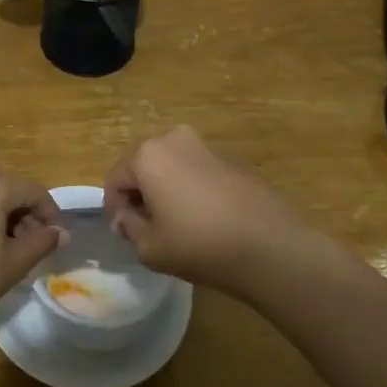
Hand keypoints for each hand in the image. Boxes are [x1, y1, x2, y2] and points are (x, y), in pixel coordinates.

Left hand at [0, 167, 65, 343]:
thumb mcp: (12, 264)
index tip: (56, 241)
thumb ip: (41, 243)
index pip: (34, 192)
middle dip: (24, 215)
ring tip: (7, 252)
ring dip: (1, 218)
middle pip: (8, 189)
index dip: (50, 215)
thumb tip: (61, 233)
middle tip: (32, 248)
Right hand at [104, 125, 326, 294]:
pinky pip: (198, 171)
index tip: (123, 234)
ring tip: (177, 225)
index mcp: (147, 154)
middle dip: (139, 195)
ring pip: (171, 167)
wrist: (272, 247)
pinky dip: (192, 190)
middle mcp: (174, 139)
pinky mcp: (233, 159)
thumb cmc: (200, 245)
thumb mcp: (150, 247)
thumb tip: (127, 217)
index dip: (114, 209)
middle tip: (147, 228)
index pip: (115, 179)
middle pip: (143, 167)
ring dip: (166, 190)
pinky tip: (205, 219)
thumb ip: (129, 228)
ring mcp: (207, 146)